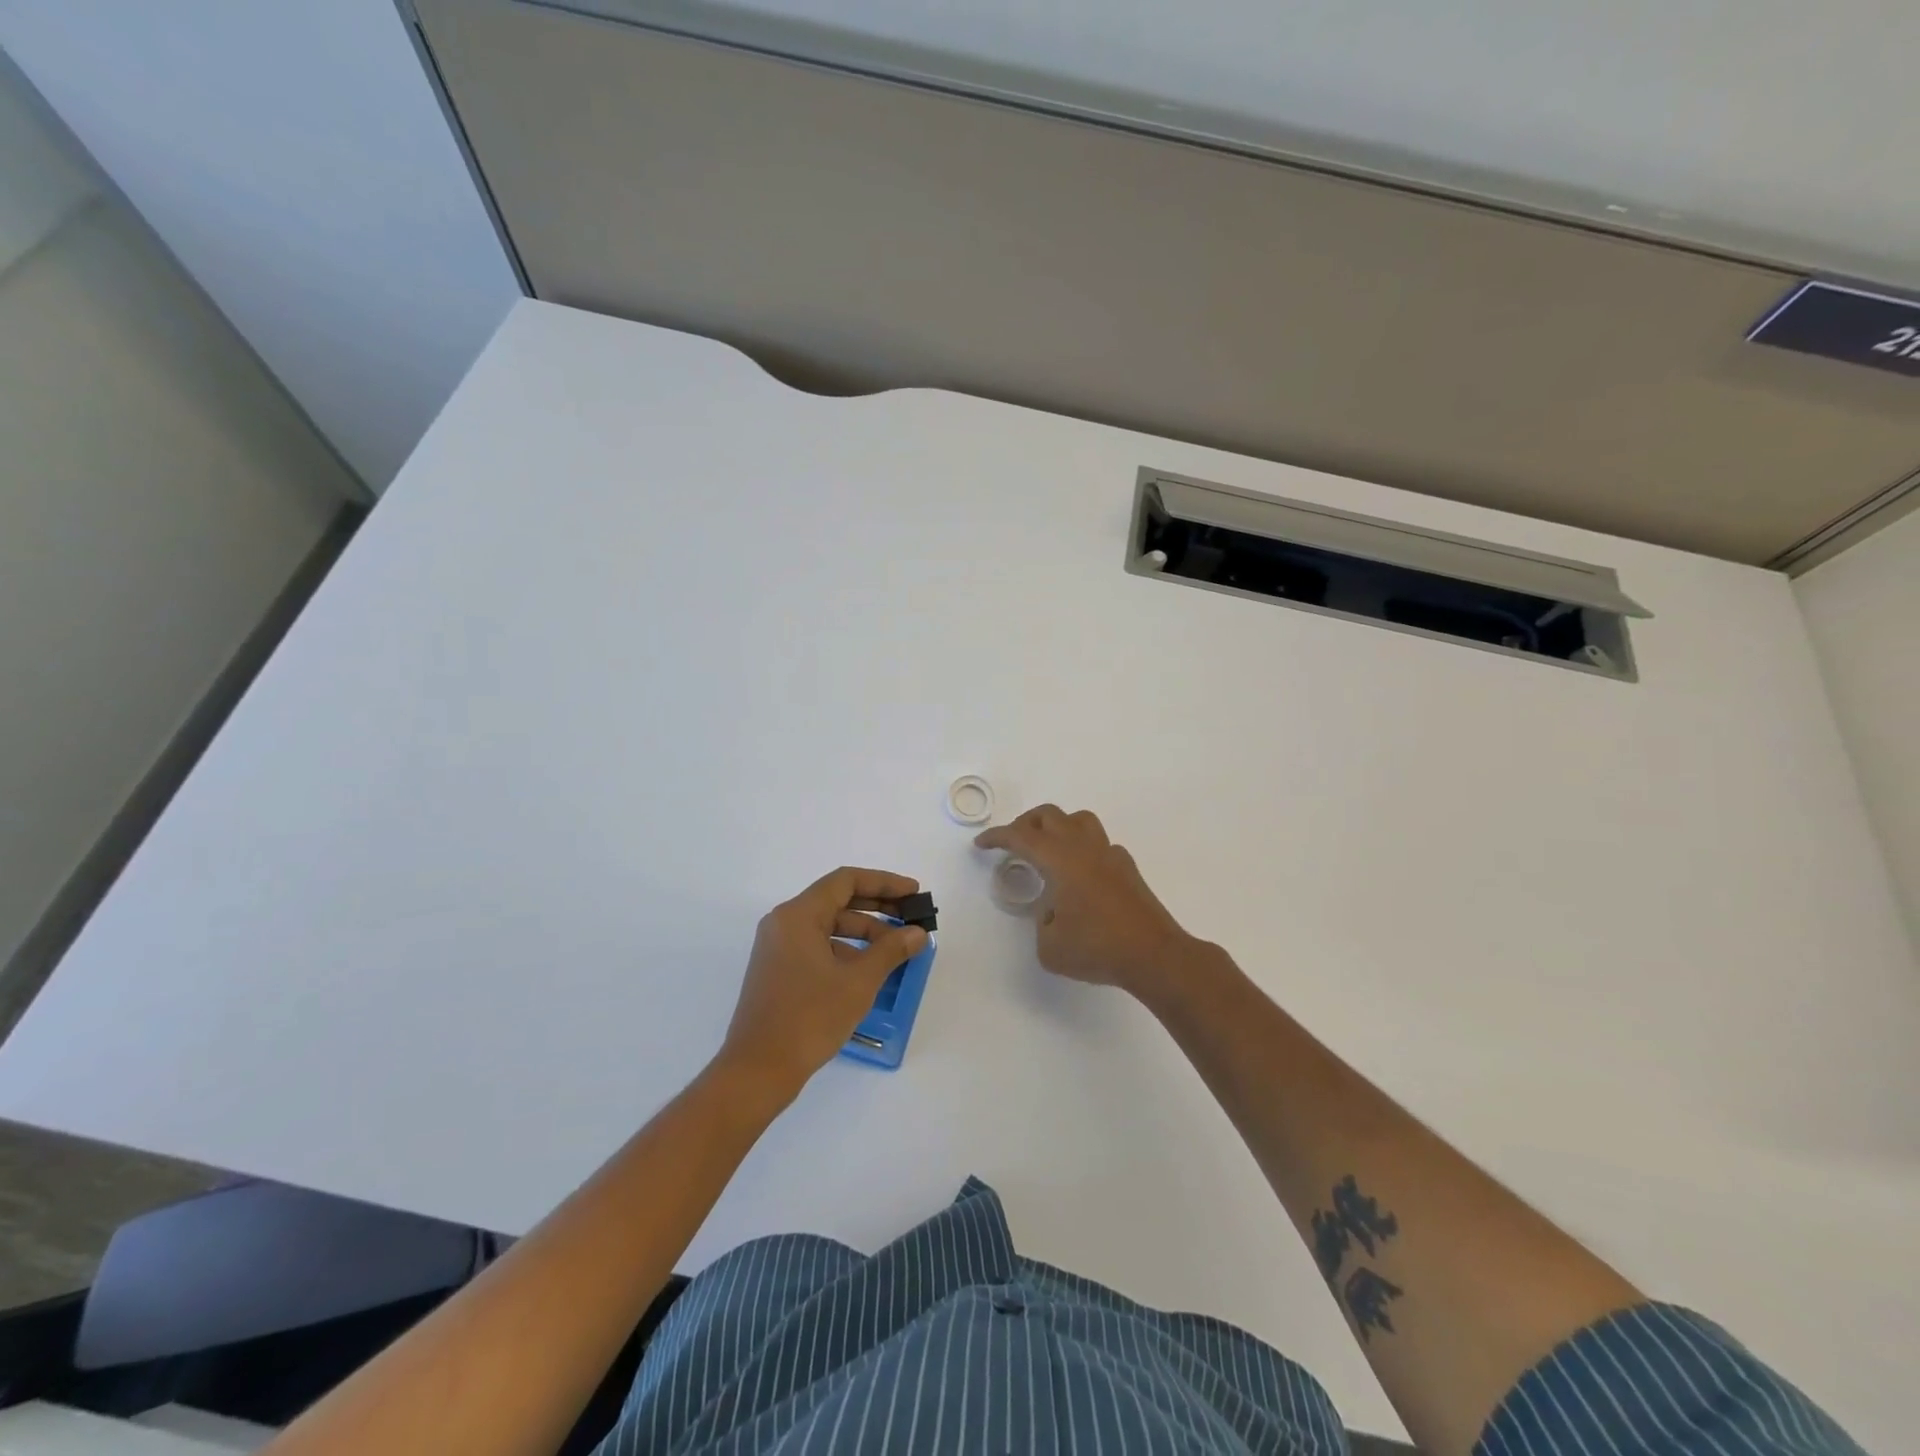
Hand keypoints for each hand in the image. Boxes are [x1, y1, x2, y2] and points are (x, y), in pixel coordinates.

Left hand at [719, 866, 927, 1097]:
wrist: (758, 1071)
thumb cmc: (809, 1018)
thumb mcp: (858, 982)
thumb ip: (890, 950)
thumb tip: (917, 933)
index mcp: (798, 915)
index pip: (846, 881)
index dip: (884, 883)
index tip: (913, 893)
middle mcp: (784, 923)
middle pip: (837, 900)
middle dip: (877, 907)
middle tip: (911, 918)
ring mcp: (778, 947)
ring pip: (828, 926)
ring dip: (864, 932)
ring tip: (897, 949)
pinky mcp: (778, 970)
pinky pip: (818, 946)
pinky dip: (846, 950)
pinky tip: (869, 970)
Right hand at [975, 805, 1196, 998]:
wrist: (1154, 956)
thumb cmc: (1097, 949)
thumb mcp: (1050, 947)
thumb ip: (1041, 923)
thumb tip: (1053, 911)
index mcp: (1061, 860)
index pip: (1021, 837)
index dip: (997, 837)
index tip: (982, 844)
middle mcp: (1084, 848)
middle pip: (1050, 816)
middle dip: (1025, 824)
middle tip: (1012, 844)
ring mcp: (1110, 855)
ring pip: (1079, 820)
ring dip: (1057, 827)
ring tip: (1047, 850)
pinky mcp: (1127, 869)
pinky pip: (1099, 844)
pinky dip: (1082, 849)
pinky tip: (1079, 876)